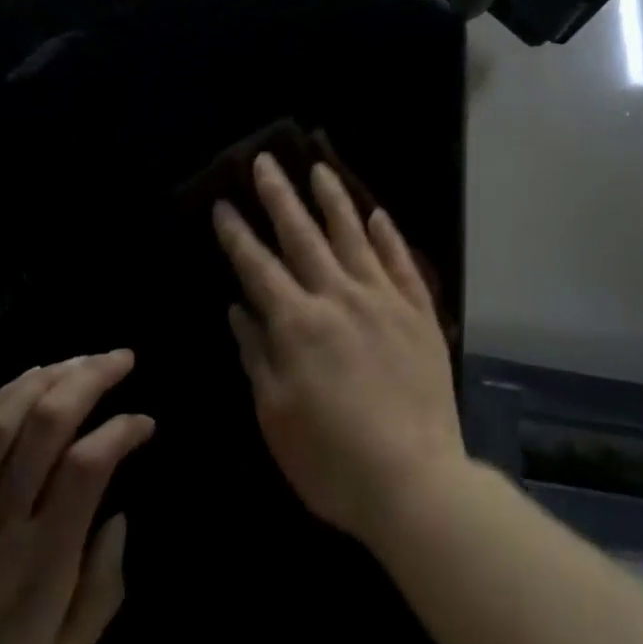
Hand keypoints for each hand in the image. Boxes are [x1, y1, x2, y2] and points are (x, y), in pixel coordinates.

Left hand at [0, 351, 153, 643]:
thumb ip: (102, 591)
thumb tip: (119, 519)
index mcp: (42, 556)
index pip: (86, 466)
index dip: (121, 431)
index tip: (145, 423)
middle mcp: (2, 514)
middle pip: (47, 422)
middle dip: (90, 378)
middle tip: (123, 358)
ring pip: (7, 414)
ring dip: (51, 375)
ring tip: (84, 358)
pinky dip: (6, 392)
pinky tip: (33, 374)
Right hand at [212, 154, 463, 549]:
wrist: (415, 481)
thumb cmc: (331, 459)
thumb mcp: (276, 416)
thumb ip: (257, 354)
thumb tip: (238, 308)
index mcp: (298, 324)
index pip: (258, 266)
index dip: (237, 234)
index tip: (224, 203)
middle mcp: (339, 298)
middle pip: (303, 236)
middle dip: (280, 197)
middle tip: (265, 161)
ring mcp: (383, 301)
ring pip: (354, 236)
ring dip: (334, 200)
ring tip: (319, 169)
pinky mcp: (418, 313)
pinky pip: (401, 263)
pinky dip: (388, 236)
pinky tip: (377, 214)